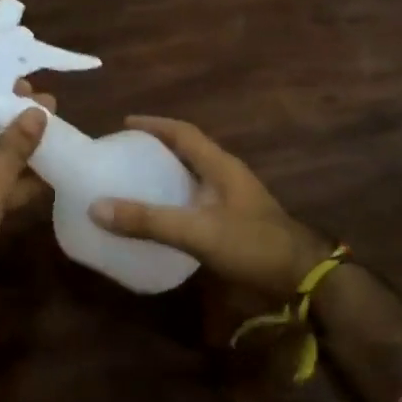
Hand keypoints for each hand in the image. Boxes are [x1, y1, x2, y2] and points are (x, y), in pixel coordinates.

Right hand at [90, 117, 331, 299]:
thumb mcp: (197, 231)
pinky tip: (164, 214)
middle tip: (125, 153)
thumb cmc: (252, 244)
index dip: (154, 124)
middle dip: (157, 147)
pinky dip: (178, 197)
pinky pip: (200, 197)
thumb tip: (97, 207)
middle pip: (188, 150)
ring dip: (168, 172)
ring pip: (195, 174)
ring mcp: (235, 197)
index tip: (125, 123)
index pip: (183, 132)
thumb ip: (149, 221)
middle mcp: (227, 174)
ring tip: (136, 180)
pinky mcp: (237, 219)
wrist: (304, 278)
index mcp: (220, 165)